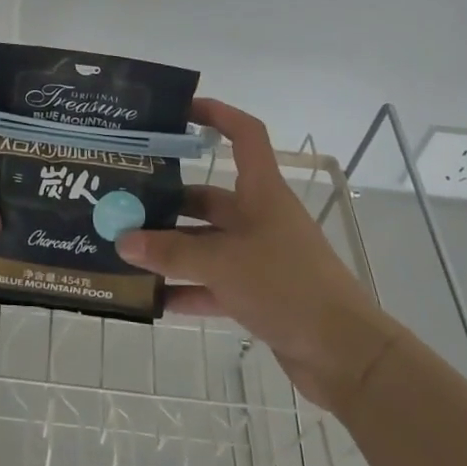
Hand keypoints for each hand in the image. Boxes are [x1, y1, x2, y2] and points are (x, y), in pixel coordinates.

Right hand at [115, 98, 401, 412]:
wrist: (344, 354)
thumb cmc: (287, 287)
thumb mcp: (223, 263)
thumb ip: (171, 252)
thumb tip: (122, 241)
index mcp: (262, 193)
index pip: (245, 136)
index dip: (217, 115)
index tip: (179, 111)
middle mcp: (259, 218)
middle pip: (209, 197)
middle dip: (169, 200)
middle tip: (123, 202)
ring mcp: (259, 257)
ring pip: (206, 242)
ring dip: (171, 248)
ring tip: (126, 250)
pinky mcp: (258, 294)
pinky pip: (212, 283)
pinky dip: (185, 288)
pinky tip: (151, 298)